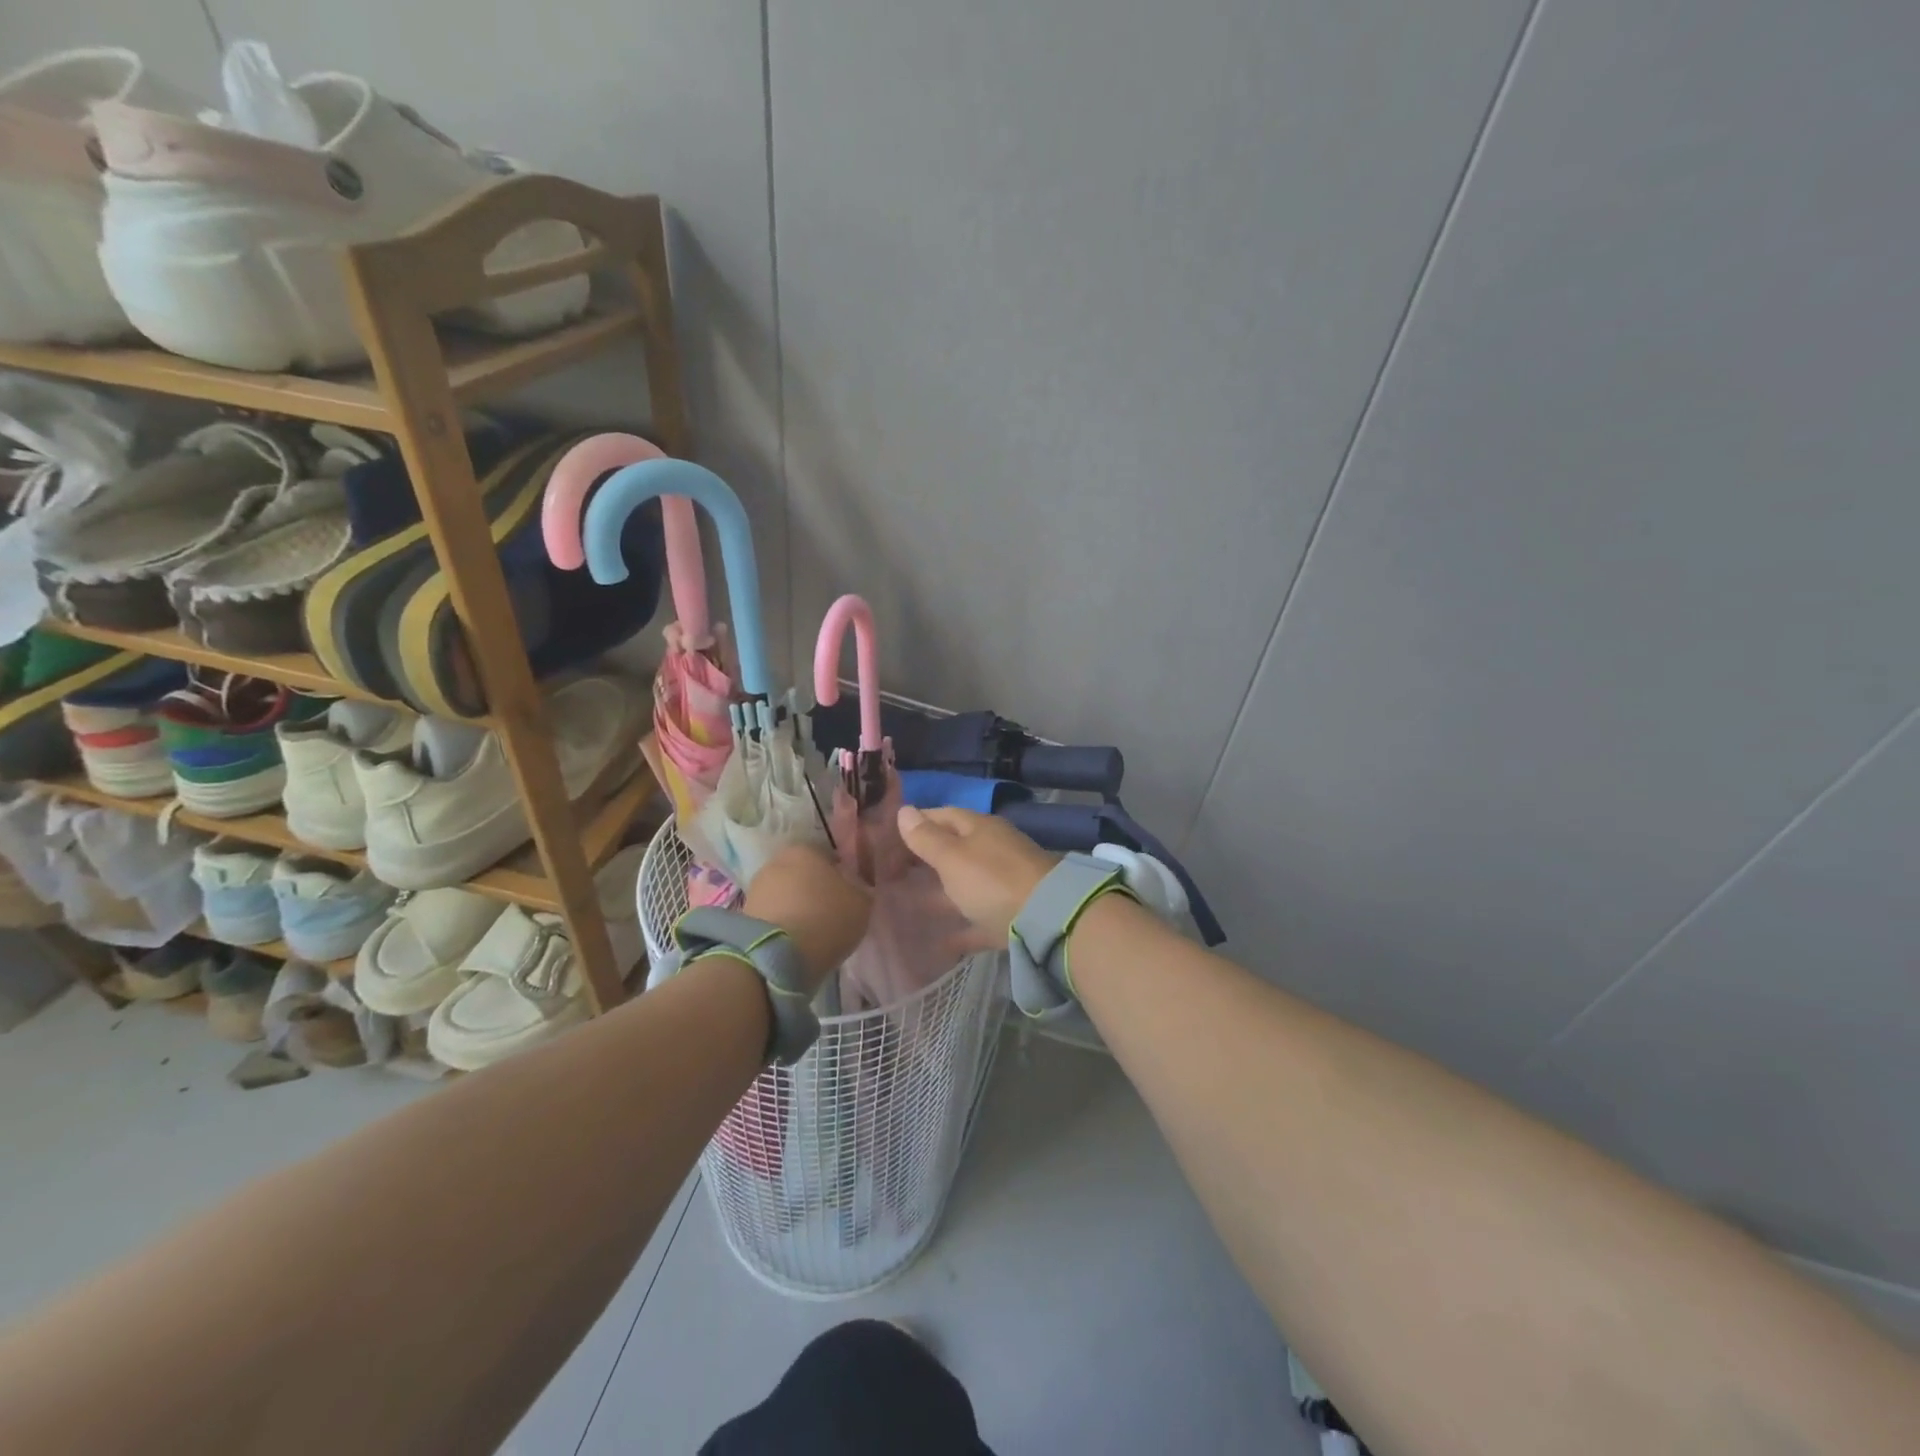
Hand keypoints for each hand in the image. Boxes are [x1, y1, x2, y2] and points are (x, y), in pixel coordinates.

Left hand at [741, 845, 871, 992]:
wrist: (776, 956)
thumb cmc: (826, 918)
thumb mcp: (861, 903)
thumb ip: (860, 889)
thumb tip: (854, 887)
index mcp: (806, 849)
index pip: (829, 857)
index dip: (841, 877)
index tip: (848, 897)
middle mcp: (777, 861)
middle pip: (804, 875)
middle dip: (815, 891)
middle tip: (831, 915)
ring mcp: (756, 887)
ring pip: (786, 895)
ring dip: (797, 909)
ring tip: (812, 934)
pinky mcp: (743, 915)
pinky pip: (773, 915)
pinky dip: (783, 925)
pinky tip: (795, 943)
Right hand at [895, 805, 1058, 943]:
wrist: (1047, 919)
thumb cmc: (992, 879)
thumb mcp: (952, 857)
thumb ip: (927, 838)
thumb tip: (904, 810)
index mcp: (979, 828)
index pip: (942, 815)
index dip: (916, 823)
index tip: (887, 837)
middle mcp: (992, 850)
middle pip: (954, 849)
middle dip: (925, 858)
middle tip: (891, 872)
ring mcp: (1004, 883)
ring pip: (965, 884)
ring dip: (940, 893)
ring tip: (906, 904)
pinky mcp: (1010, 916)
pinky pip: (979, 919)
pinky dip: (960, 928)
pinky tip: (938, 943)